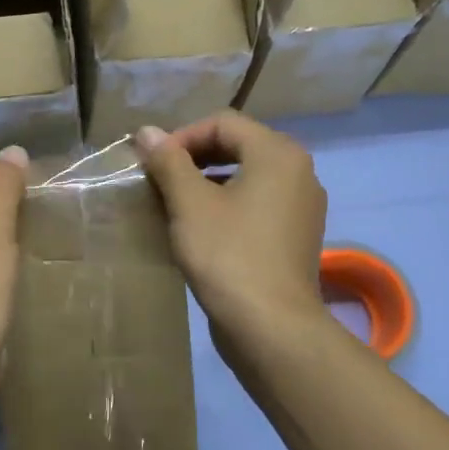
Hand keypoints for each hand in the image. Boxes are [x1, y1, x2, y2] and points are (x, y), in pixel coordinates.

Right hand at [133, 113, 326, 347]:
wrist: (271, 327)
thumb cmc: (228, 255)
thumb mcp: (189, 203)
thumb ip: (168, 161)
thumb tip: (146, 131)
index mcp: (278, 153)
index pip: (223, 122)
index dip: (181, 136)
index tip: (152, 163)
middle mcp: (299, 172)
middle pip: (239, 146)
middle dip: (194, 158)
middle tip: (159, 180)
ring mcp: (302, 206)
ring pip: (248, 177)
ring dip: (208, 182)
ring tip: (174, 204)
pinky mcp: (296, 236)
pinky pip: (258, 204)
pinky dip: (228, 205)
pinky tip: (201, 229)